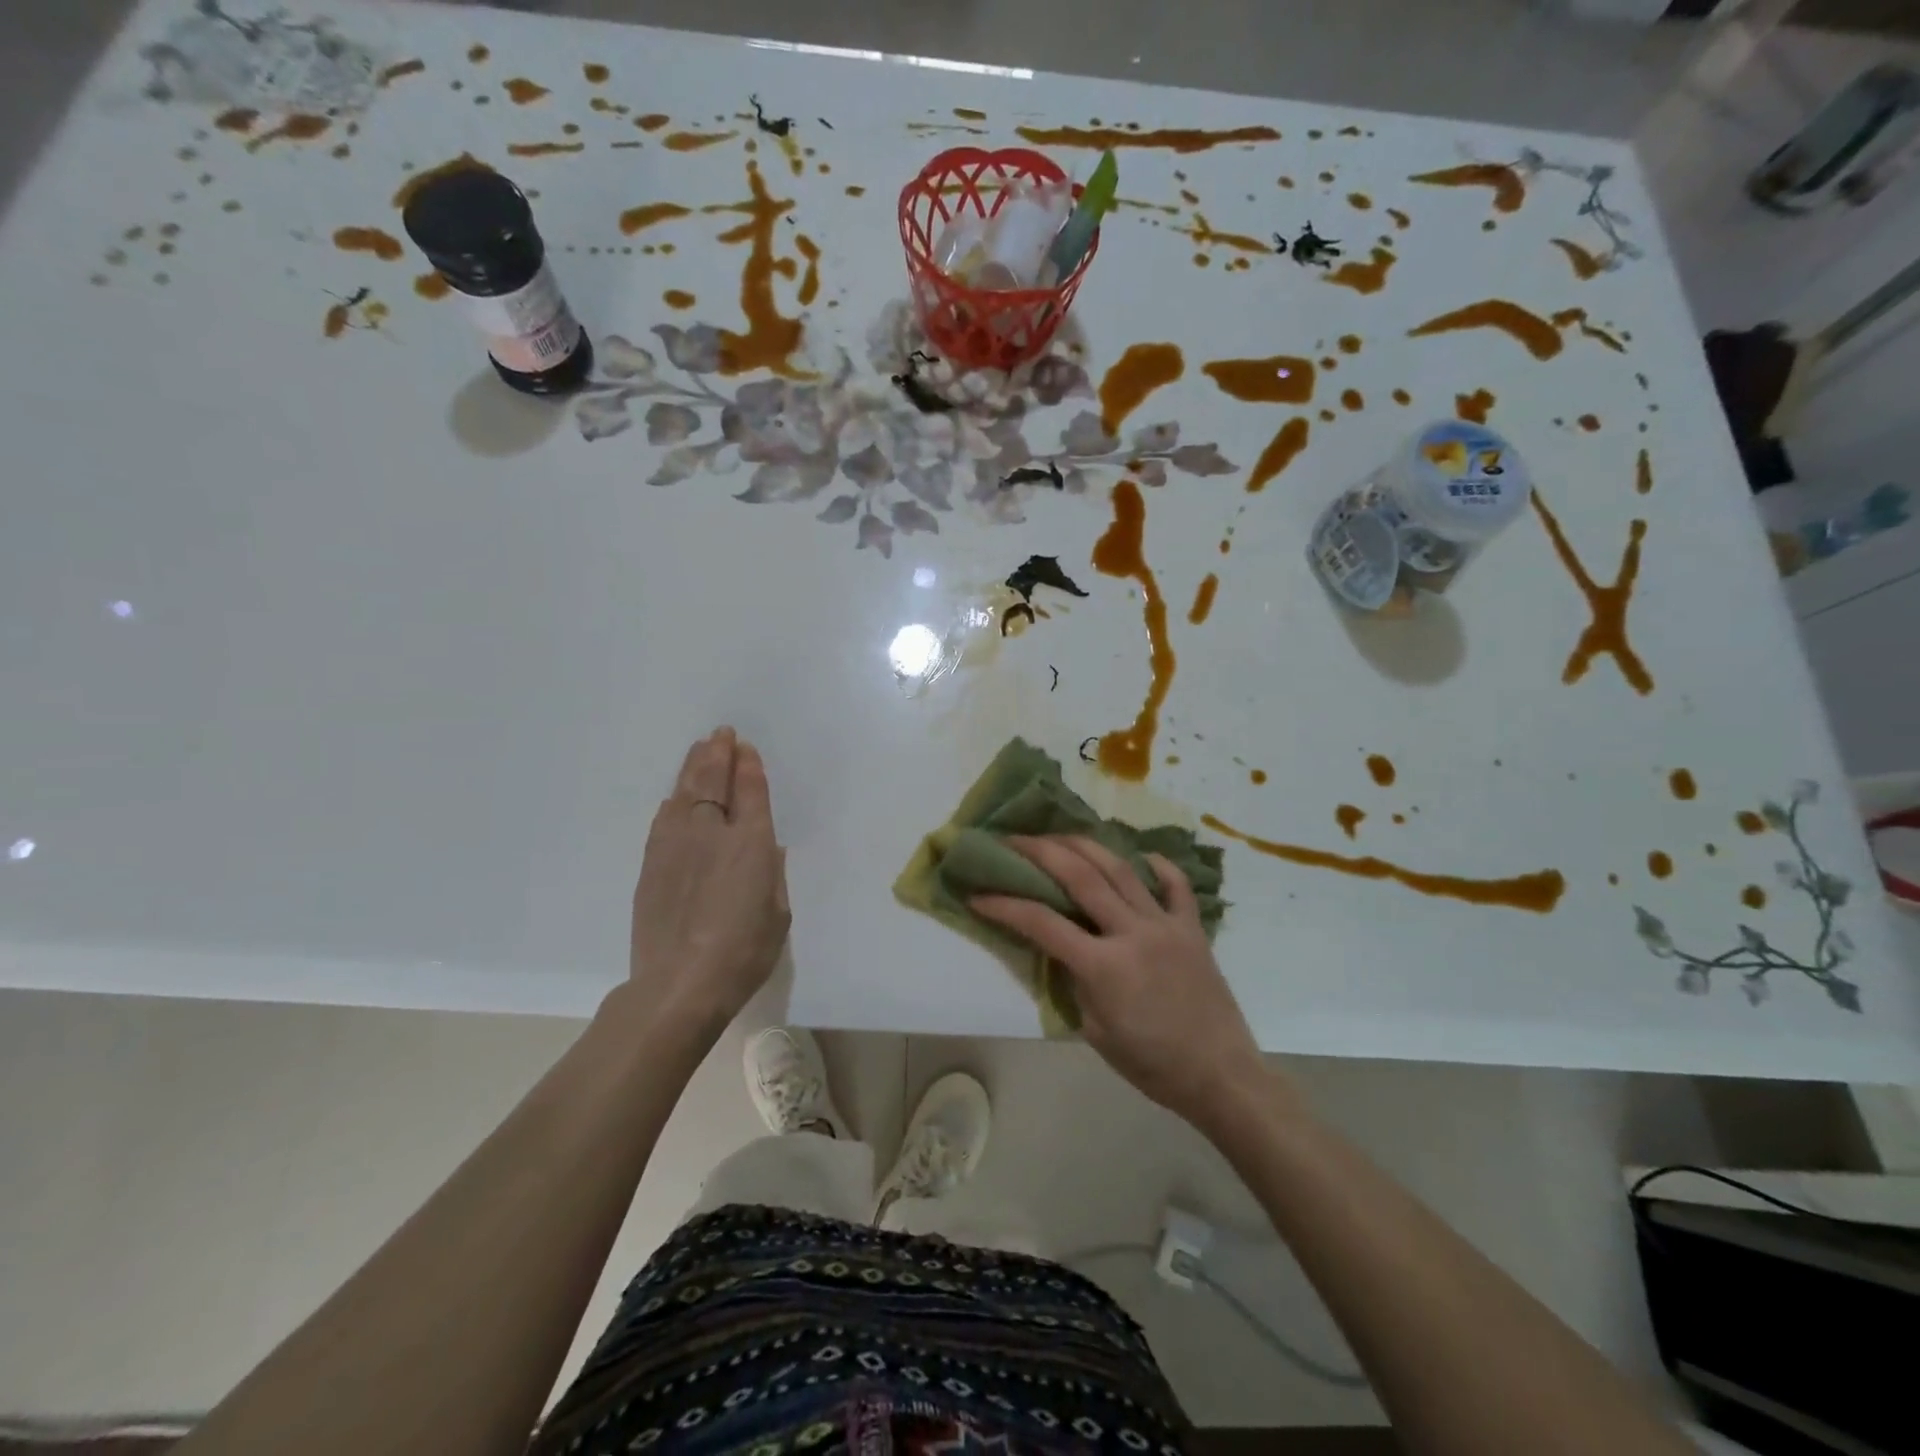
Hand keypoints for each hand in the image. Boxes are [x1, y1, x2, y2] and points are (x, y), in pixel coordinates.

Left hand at [627, 727, 789, 1033]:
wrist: (678, 985)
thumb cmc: (743, 953)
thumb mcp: (777, 915)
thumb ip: (772, 875)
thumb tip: (765, 848)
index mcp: (751, 844)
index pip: (750, 791)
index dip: (749, 766)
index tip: (745, 748)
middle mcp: (712, 833)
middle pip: (714, 781)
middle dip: (719, 754)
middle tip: (721, 734)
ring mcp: (676, 846)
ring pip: (684, 793)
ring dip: (693, 768)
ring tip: (699, 750)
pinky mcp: (650, 864)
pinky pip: (663, 820)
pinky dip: (672, 802)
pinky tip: (674, 796)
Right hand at [972, 836, 1265, 1129]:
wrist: (1220, 1076)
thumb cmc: (1151, 1064)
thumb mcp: (1094, 1032)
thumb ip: (1072, 981)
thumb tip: (1057, 946)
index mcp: (1103, 966)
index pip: (1041, 923)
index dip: (1004, 905)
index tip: (978, 894)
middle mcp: (1132, 933)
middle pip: (1080, 876)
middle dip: (1040, 852)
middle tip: (1013, 839)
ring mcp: (1166, 924)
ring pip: (1121, 869)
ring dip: (1085, 845)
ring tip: (1060, 834)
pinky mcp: (1192, 928)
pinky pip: (1175, 885)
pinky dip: (1158, 865)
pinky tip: (1141, 855)